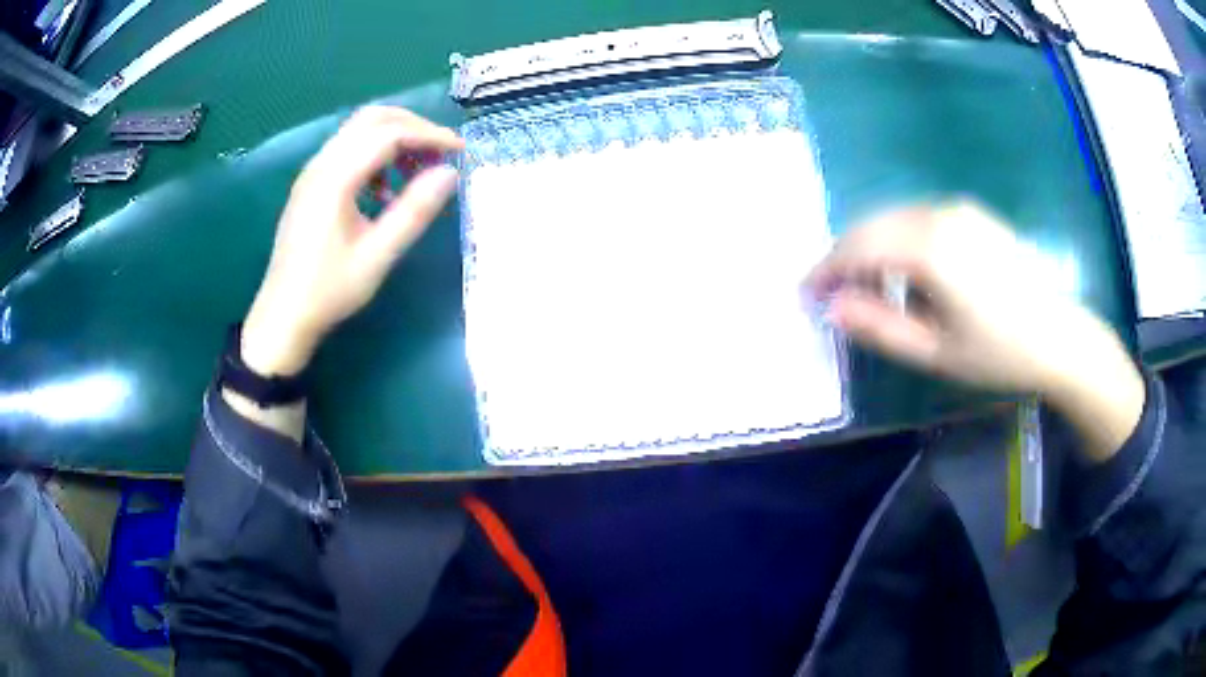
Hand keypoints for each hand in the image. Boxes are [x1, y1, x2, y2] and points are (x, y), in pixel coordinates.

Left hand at [241, 107, 462, 376]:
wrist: (283, 316)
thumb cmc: (329, 290)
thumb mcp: (378, 255)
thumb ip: (415, 211)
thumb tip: (450, 174)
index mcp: (336, 178)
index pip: (389, 134)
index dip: (430, 136)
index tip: (460, 152)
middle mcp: (321, 164)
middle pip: (372, 119)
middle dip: (412, 127)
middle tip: (440, 152)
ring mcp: (312, 173)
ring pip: (358, 131)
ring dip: (393, 139)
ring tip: (418, 172)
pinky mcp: (310, 184)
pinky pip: (347, 151)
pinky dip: (374, 155)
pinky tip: (386, 191)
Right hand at [805, 202, 1143, 458]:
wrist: (1059, 337)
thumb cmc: (998, 353)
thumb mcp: (935, 352)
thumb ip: (879, 327)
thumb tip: (832, 307)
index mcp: (931, 248)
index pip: (859, 246)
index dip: (826, 268)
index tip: (806, 293)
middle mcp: (939, 214)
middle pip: (873, 224)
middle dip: (845, 255)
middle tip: (831, 292)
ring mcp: (958, 209)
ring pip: (894, 217)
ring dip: (871, 246)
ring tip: (866, 286)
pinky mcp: (972, 213)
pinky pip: (918, 217)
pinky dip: (898, 238)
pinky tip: (904, 270)